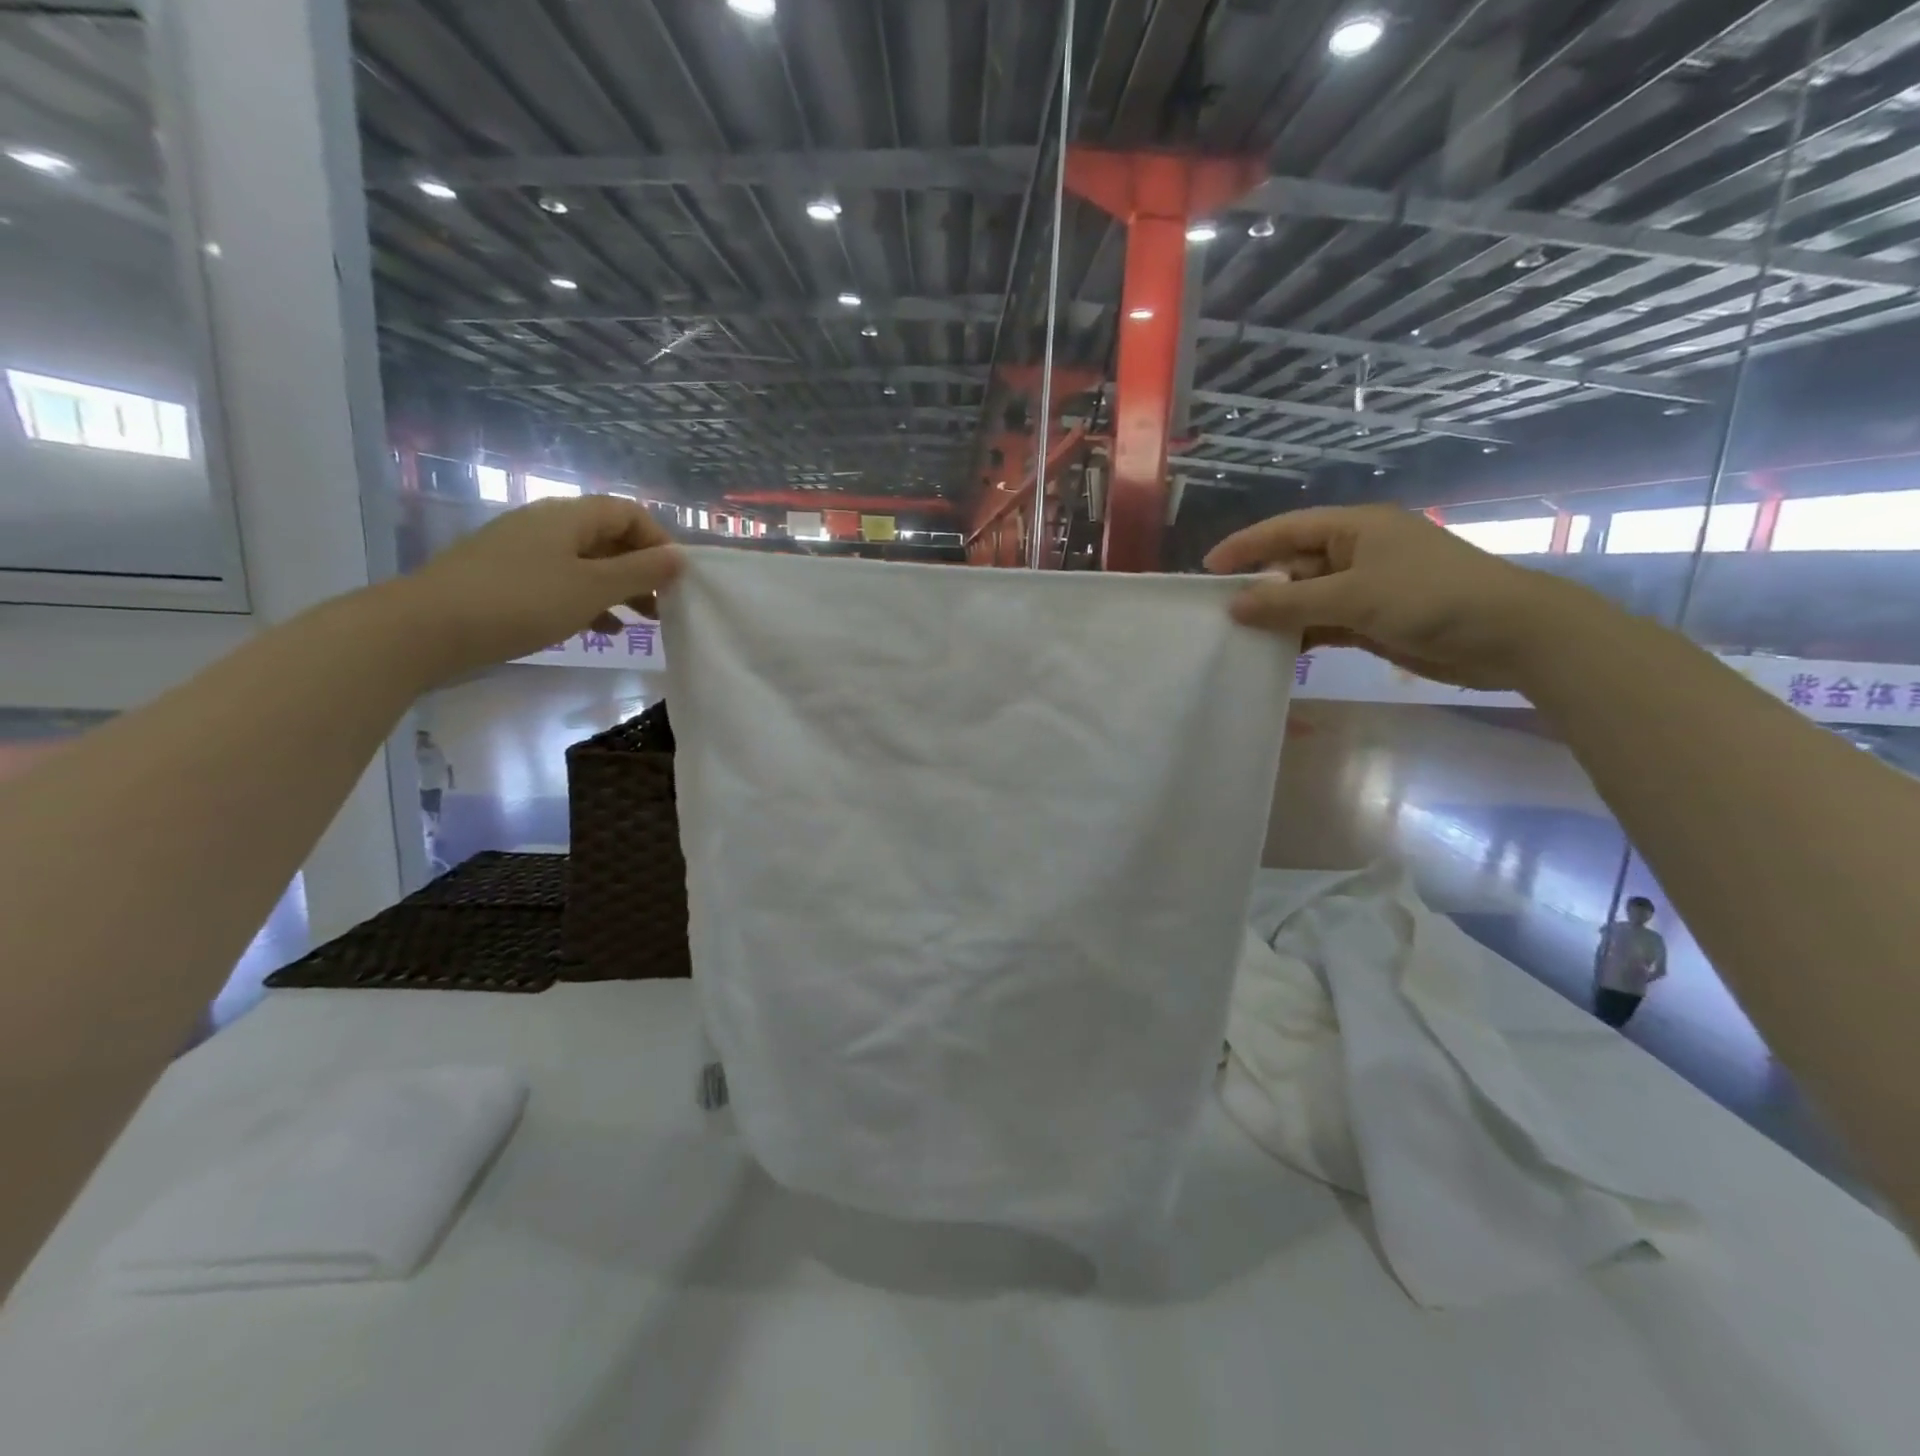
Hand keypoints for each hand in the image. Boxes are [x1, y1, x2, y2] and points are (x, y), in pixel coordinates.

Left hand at [398, 495, 683, 678]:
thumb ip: (641, 572)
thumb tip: (680, 557)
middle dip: (642, 570)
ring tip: (641, 622)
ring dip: (619, 588)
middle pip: (609, 537)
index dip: (659, 541)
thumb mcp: (592, 588)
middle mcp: (547, 524)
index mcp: (569, 517)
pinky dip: (589, 600)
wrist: (429, 627)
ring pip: (587, 562)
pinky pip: (562, 580)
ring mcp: (524, 550)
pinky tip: (601, 630)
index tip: (676, 580)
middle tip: (664, 606)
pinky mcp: (507, 577)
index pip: (629, 512)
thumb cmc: (521, 602)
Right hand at [1204, 505, 1584, 690]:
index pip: (1288, 529)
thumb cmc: (1431, 598)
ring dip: (1278, 616)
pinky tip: (1276, 653)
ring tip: (1239, 637)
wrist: (1509, 636)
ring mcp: (1367, 588)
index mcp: (1356, 529)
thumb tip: (1234, 606)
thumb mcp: (1354, 596)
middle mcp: (1357, 552)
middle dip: (1259, 587)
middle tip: (1219, 614)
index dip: (1246, 545)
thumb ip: (1290, 603)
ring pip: (1307, 598)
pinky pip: (1324, 624)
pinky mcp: (1374, 620)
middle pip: (1294, 565)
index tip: (1207, 568)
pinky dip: (1302, 636)